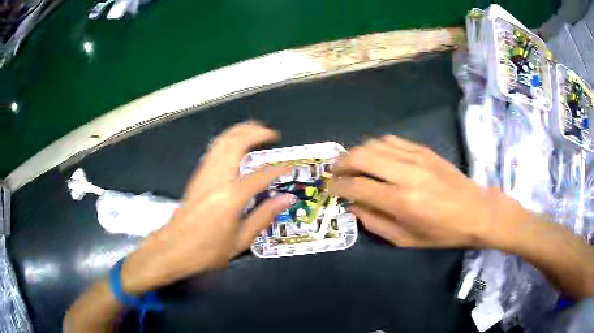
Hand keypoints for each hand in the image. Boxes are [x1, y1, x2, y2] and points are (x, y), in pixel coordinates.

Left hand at [121, 123, 295, 292]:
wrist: (174, 248)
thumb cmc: (208, 250)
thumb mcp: (240, 240)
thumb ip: (264, 216)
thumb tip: (287, 199)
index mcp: (231, 198)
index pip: (260, 176)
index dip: (278, 169)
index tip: (290, 166)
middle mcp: (217, 179)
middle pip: (236, 144)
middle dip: (255, 132)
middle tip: (272, 134)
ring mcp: (204, 174)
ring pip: (222, 141)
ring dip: (241, 131)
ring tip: (257, 130)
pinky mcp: (197, 175)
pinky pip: (214, 149)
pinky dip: (228, 139)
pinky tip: (236, 143)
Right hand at [328, 136, 529, 247]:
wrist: (476, 211)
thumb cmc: (442, 232)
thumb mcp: (405, 239)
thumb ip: (375, 223)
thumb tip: (352, 206)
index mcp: (402, 202)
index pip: (358, 186)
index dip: (338, 186)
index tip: (329, 189)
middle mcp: (406, 174)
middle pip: (362, 156)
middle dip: (341, 163)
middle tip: (335, 172)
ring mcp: (416, 157)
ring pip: (375, 144)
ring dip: (357, 152)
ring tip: (352, 164)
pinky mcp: (424, 149)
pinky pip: (392, 140)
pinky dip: (376, 146)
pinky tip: (375, 156)